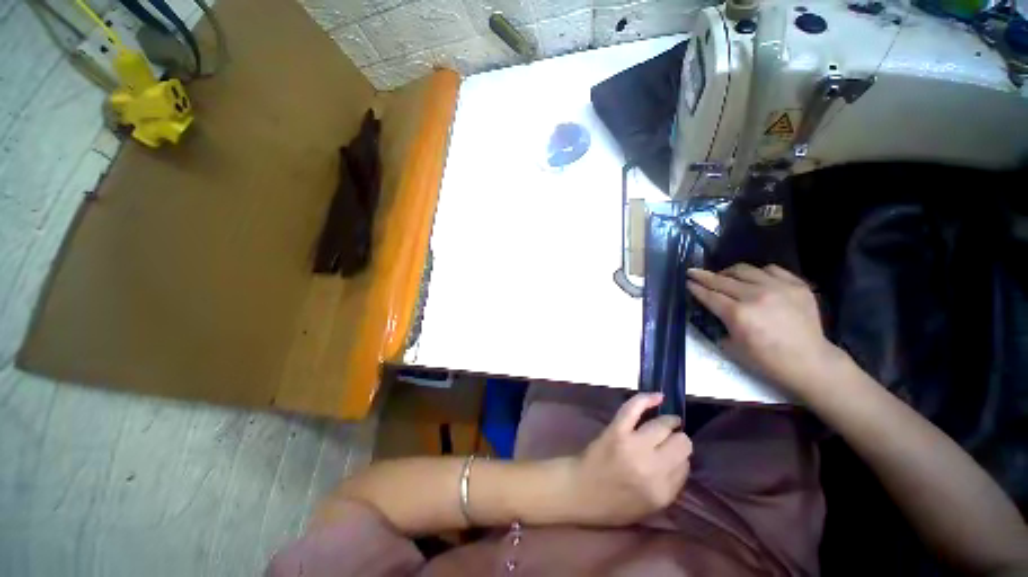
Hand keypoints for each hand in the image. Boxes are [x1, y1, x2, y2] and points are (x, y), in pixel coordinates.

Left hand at [568, 393, 691, 526]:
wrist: (580, 490)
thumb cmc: (614, 503)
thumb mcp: (649, 507)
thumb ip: (670, 485)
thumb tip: (681, 460)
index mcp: (661, 492)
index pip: (684, 466)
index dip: (681, 458)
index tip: (675, 454)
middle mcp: (651, 468)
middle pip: (679, 444)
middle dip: (679, 439)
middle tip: (672, 438)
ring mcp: (633, 445)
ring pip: (661, 426)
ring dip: (668, 421)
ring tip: (669, 421)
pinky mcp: (616, 430)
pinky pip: (634, 409)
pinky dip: (646, 399)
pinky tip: (658, 397)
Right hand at [686, 264, 842, 396]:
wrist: (810, 362)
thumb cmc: (767, 360)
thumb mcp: (732, 347)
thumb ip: (719, 324)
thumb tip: (713, 310)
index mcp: (738, 314)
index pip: (709, 295)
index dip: (695, 288)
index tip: (687, 281)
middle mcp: (755, 296)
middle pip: (722, 280)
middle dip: (703, 276)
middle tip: (693, 272)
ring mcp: (778, 288)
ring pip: (744, 269)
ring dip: (728, 272)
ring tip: (724, 276)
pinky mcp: (796, 285)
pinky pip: (771, 269)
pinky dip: (757, 272)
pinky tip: (754, 279)